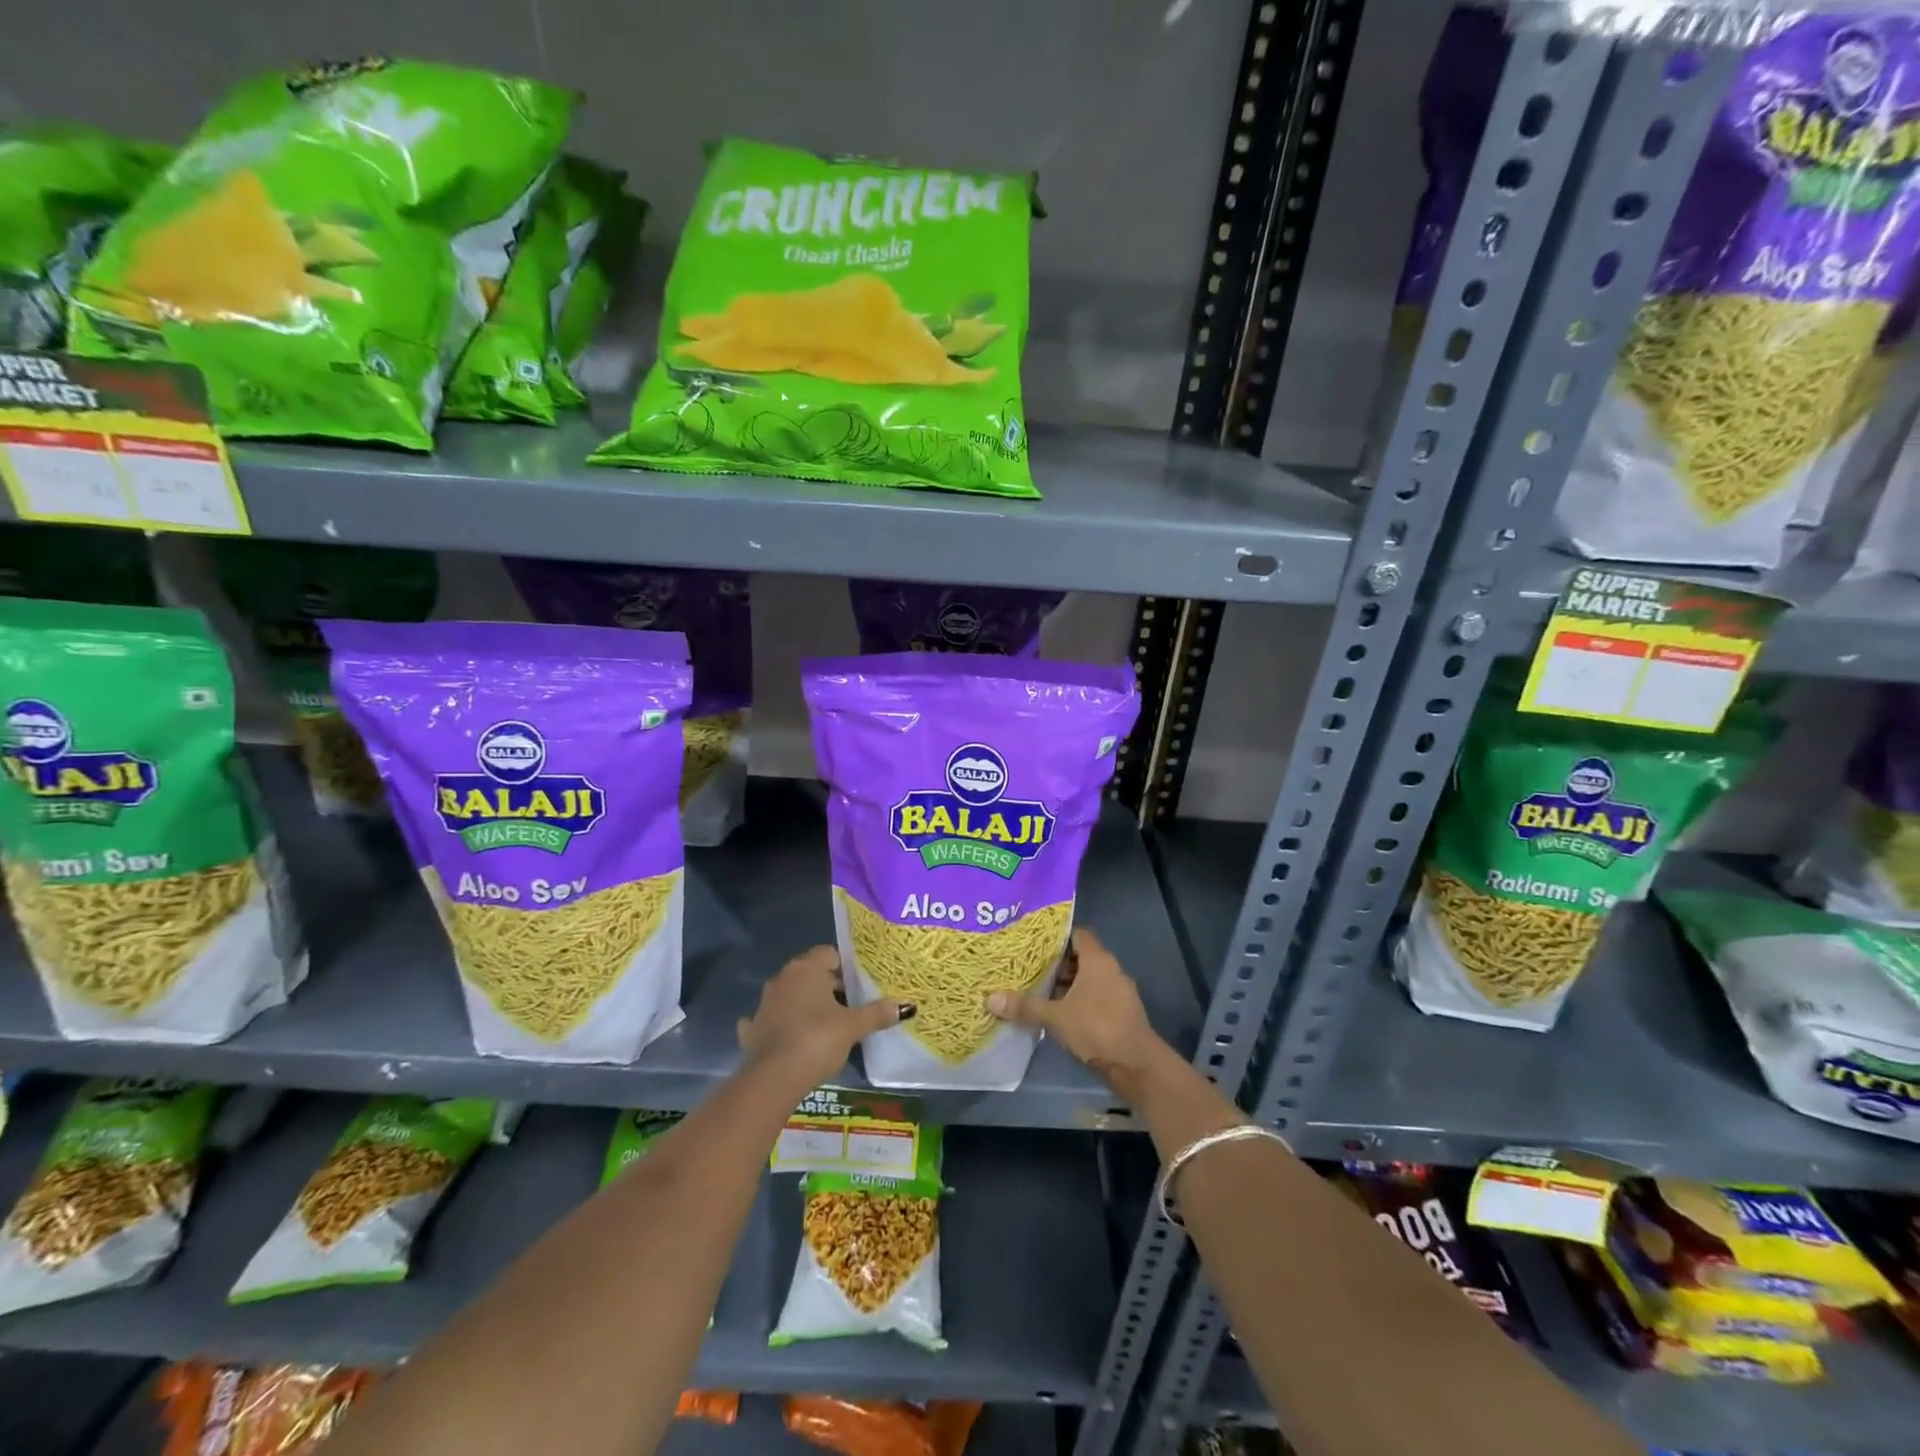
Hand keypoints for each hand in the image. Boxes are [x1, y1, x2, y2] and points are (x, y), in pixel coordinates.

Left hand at [737, 945, 911, 1090]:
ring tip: (828, 1023)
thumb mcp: (852, 1027)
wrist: (773, 1079)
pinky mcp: (752, 1029)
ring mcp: (764, 1003)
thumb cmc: (816, 1040)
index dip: (847, 967)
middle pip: (811, 974)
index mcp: (806, 969)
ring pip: (791, 995)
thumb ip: (877, 1013)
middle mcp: (782, 978)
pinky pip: (772, 1020)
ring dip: (806, 1004)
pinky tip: (792, 1038)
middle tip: (852, 1005)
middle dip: (830, 986)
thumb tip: (906, 1005)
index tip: (861, 985)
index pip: (830, 954)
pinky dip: (783, 1025)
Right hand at [987, 927, 1168, 1095]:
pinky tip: (1055, 1013)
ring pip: (1086, 980)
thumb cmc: (1097, 1029)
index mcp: (1098, 960)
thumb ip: (1025, 1006)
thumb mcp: (1056, 1017)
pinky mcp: (1119, 1013)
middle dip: (1055, 964)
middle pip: (1079, 958)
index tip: (1033, 941)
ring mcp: (1117, 993)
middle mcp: (1110, 970)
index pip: (1077, 935)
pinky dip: (1076, 1001)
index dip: (1056, 936)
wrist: (1137, 1066)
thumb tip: (991, 998)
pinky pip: (1094, 998)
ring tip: (1035, 990)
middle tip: (1026, 966)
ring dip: (1064, 985)